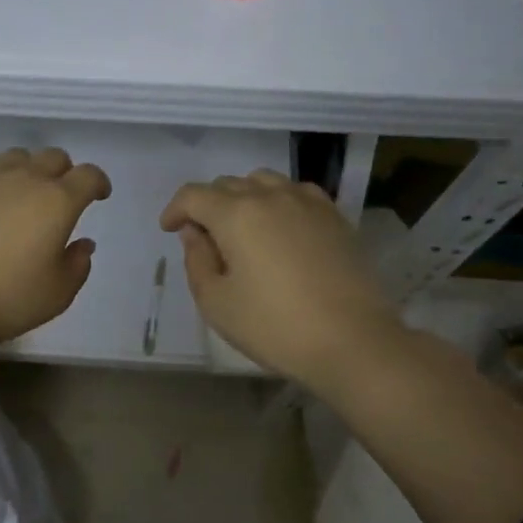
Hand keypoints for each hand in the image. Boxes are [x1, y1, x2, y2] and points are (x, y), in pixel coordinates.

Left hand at [0, 147, 111, 379]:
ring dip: (28, 169)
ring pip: (18, 155)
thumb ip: (78, 264)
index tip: (98, 196)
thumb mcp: (59, 293)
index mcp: (59, 202)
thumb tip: (83, 243)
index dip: (98, 182)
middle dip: (64, 173)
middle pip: (54, 157)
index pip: (88, 175)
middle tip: (60, 197)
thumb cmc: (9, 298)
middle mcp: (27, 178)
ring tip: (22, 191)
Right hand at [159, 171, 404, 393]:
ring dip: (243, 198)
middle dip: (208, 205)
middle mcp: (271, 196)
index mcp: (236, 214)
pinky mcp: (335, 217)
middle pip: (228, 184)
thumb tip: (195, 233)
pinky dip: (277, 202)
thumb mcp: (216, 303)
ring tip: (242, 229)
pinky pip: (296, 193)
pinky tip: (280, 229)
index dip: (175, 209)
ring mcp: (308, 203)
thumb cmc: (274, 326)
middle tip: (205, 239)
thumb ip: (197, 261)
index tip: (169, 230)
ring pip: (264, 182)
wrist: (352, 340)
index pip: (193, 195)